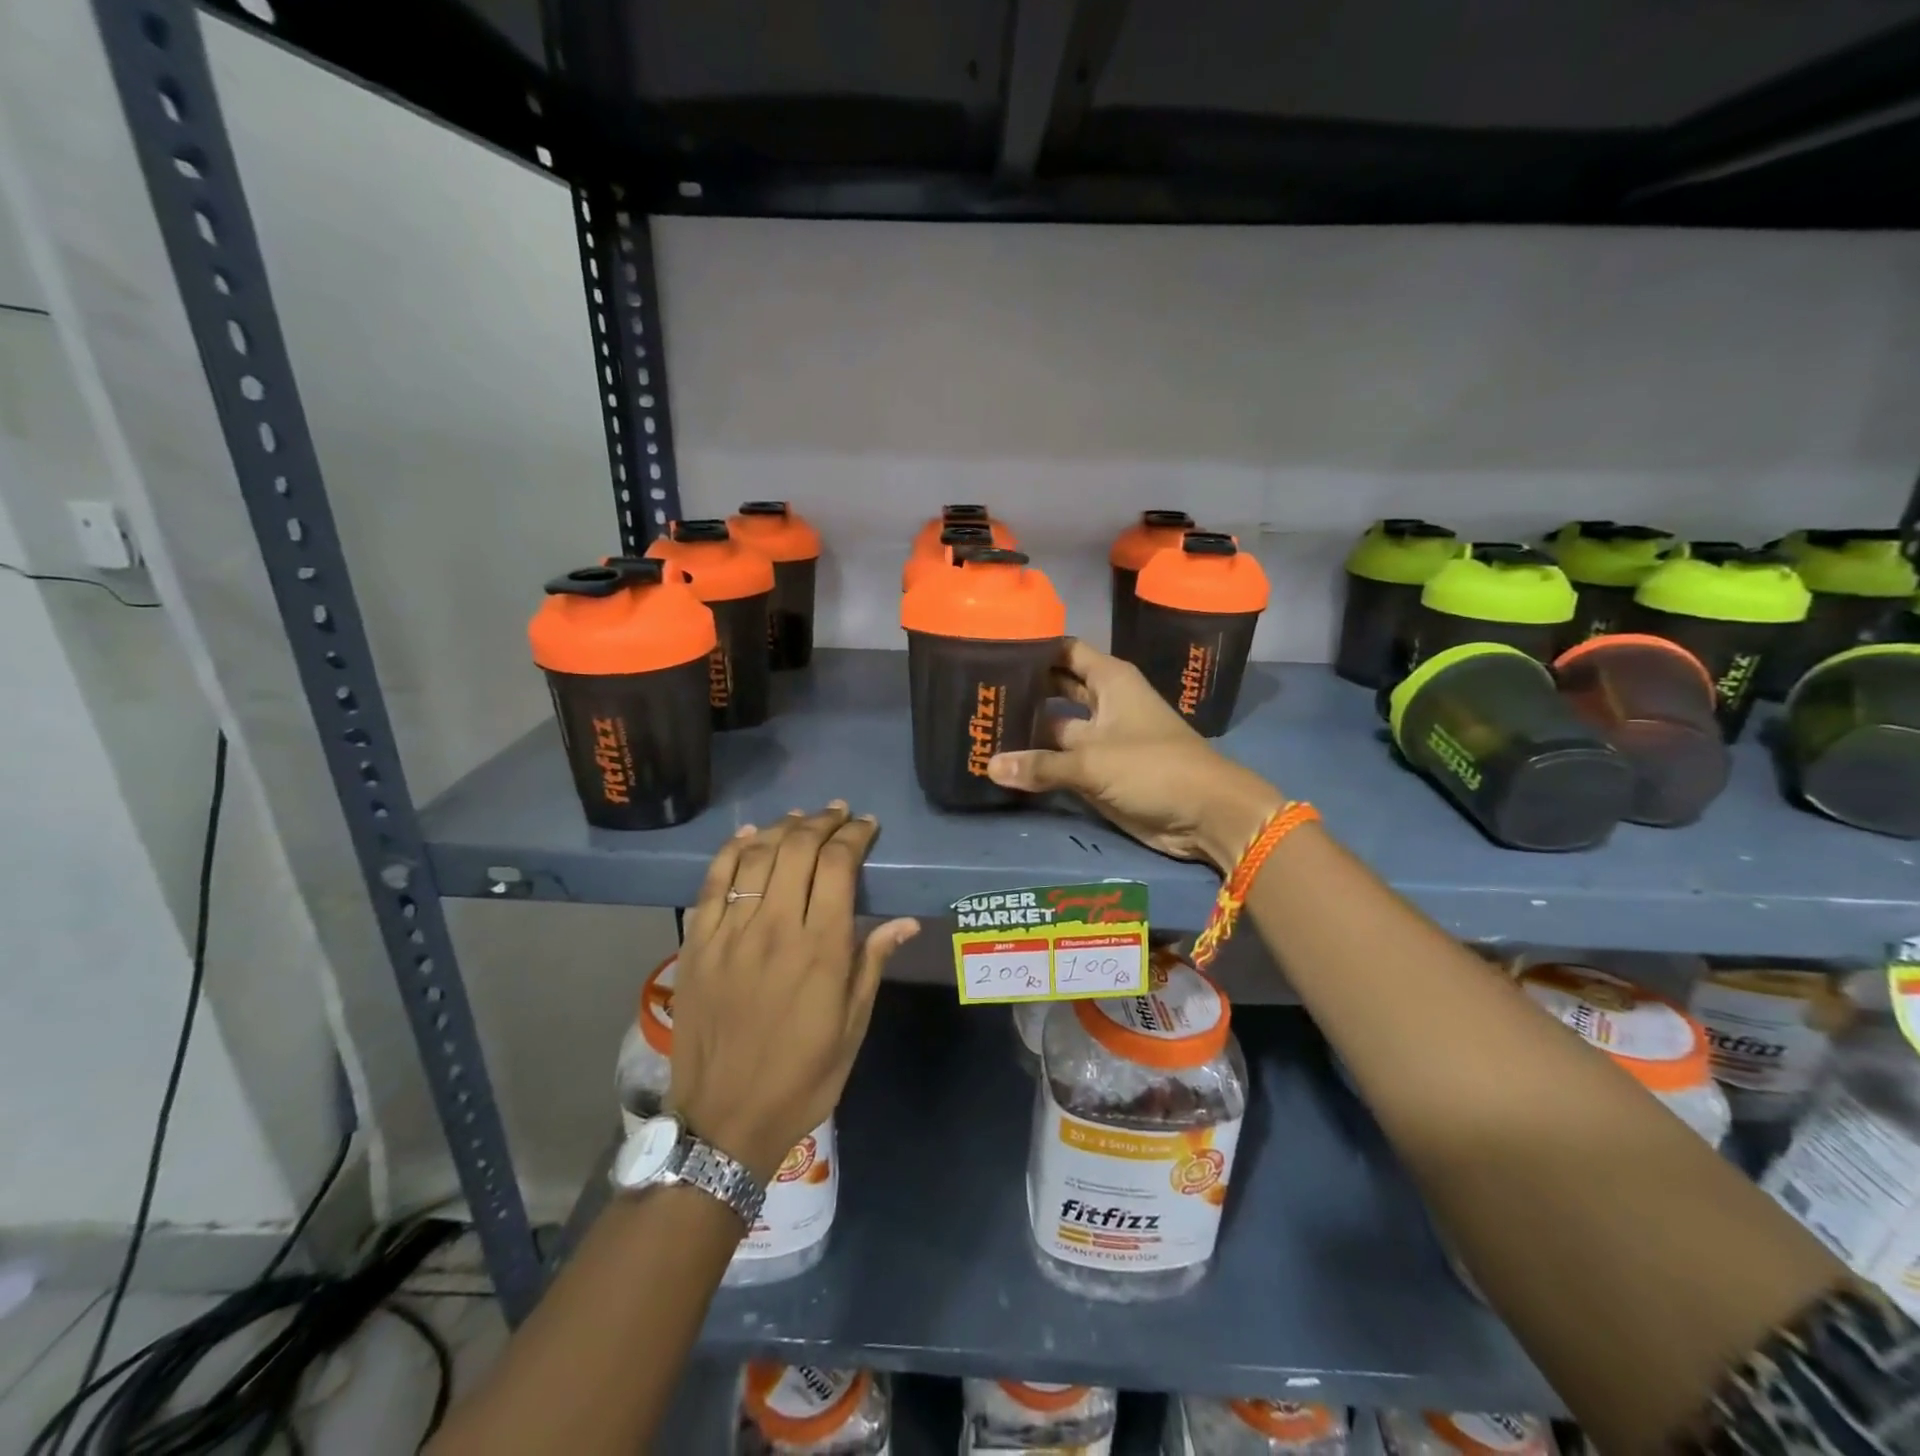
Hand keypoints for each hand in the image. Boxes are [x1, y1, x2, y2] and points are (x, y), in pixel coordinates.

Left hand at [667, 804, 919, 1183]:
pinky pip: (713, 883)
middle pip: (797, 850)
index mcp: (821, 948)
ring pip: (756, 857)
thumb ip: (872, 963)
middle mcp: (775, 928)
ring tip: (801, 818)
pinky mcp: (698, 944)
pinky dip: (731, 852)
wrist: (725, 1121)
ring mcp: (731, 934)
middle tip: (838, 813)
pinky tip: (748, 836)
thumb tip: (904, 921)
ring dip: (782, 828)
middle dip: (822, 822)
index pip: (838, 866)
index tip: (867, 826)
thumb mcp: (853, 1026)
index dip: (854, 836)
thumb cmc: (802, 1077)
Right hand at [986, 640, 1283, 873]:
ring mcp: (1099, 738)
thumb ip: (1040, 765)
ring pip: (1053, 726)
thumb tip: (989, 766)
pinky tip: (1000, 761)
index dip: (1033, 647)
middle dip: (1022, 688)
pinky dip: (1035, 761)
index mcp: (1110, 680)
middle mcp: (1103, 702)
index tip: (992, 647)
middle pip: (1054, 686)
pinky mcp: (1097, 770)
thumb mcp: (1093, 762)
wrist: (1204, 815)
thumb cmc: (1154, 768)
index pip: (1064, 650)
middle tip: (976, 689)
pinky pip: (1059, 760)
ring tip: (979, 723)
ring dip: (1024, 727)